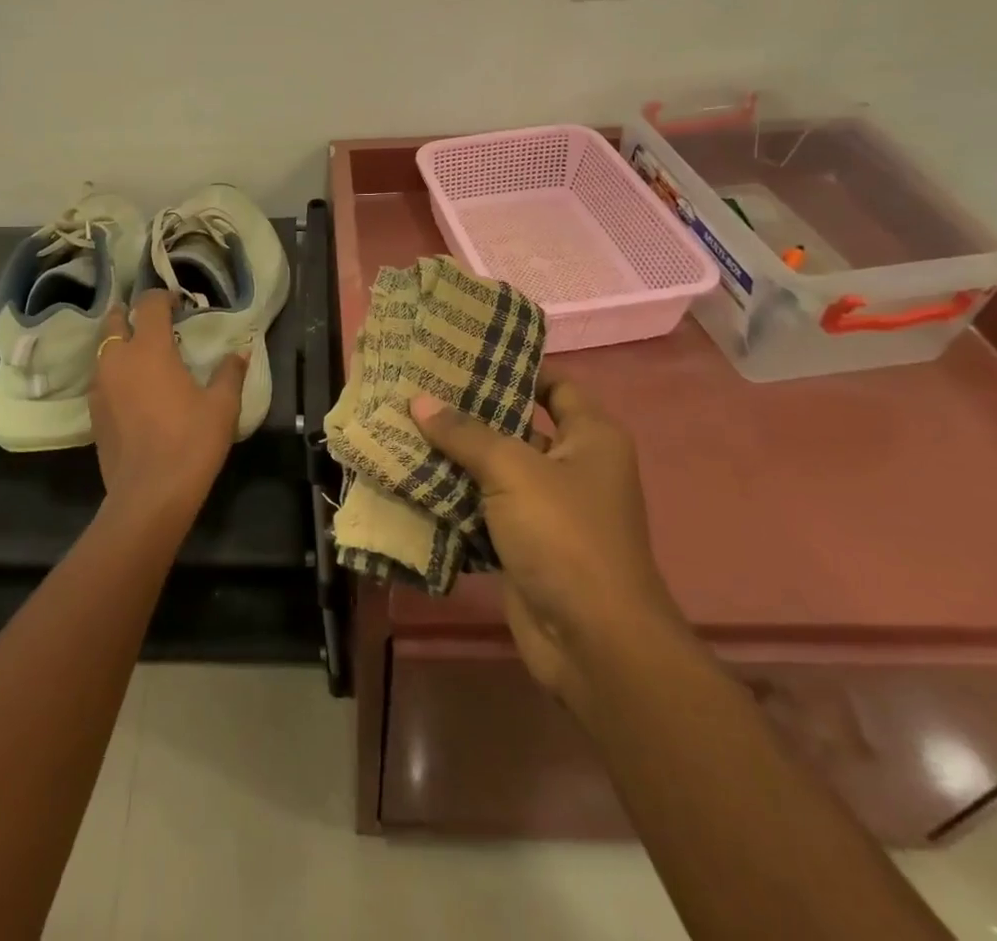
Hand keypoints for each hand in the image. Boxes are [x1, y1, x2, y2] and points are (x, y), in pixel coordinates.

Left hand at [89, 290, 246, 523]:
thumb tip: (240, 352)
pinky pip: (101, 377)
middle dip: (131, 314)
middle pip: (114, 320)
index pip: (149, 304)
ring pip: (104, 349)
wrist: (149, 495)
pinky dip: (114, 372)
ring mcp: (100, 386)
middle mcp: (117, 359)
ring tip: (144, 356)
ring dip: (120, 343)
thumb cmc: (190, 442)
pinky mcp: (93, 412)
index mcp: (149, 349)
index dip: (164, 297)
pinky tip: (133, 389)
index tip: (179, 304)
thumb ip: (229, 373)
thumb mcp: (221, 406)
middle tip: (154, 324)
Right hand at [411, 374, 682, 710]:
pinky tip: (411, 479)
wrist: (593, 642)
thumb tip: (420, 401)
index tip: (466, 353)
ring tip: (404, 426)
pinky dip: (453, 498)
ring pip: (494, 470)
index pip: (555, 385)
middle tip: (419, 388)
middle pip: (517, 426)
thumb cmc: (565, 536)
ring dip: (455, 457)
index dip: (517, 368)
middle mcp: (573, 467)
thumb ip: (465, 433)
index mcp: (591, 438)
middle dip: (470, 412)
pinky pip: (483, 509)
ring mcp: (548, 509)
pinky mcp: (524, 545)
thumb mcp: (514, 471)